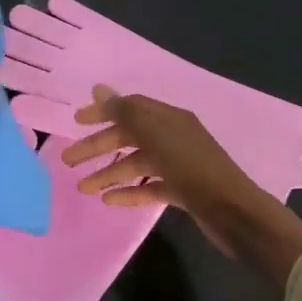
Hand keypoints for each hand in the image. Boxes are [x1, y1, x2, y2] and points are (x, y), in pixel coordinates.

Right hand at [61, 87, 301, 284]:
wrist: (234, 212)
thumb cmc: (193, 168)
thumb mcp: (157, 135)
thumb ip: (126, 112)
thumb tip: (99, 88)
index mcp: (170, 119)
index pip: (130, 107)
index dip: (103, 112)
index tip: (75, 122)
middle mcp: (174, 137)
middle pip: (130, 136)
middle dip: (98, 147)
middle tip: (68, 160)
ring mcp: (180, 165)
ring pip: (137, 164)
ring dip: (109, 173)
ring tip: (83, 188)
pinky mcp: (183, 191)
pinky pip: (150, 187)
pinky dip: (129, 192)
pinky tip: (109, 201)